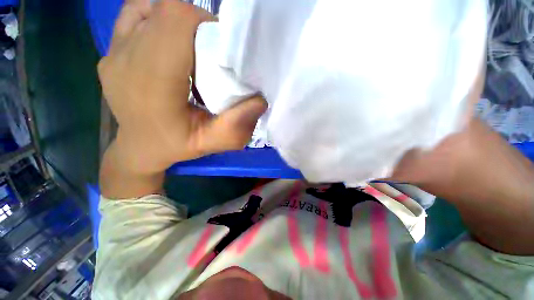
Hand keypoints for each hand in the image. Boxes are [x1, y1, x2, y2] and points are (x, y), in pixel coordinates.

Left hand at [98, 0, 266, 175]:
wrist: (139, 147)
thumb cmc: (176, 146)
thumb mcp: (212, 143)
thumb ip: (236, 127)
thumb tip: (260, 100)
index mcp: (152, 84)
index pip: (177, 21)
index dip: (206, 24)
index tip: (222, 48)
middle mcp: (126, 60)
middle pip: (168, 12)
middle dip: (198, 25)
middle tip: (212, 51)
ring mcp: (112, 52)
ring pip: (153, 9)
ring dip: (181, 22)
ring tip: (193, 48)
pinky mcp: (110, 50)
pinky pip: (136, 14)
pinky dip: (159, 19)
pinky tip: (169, 40)